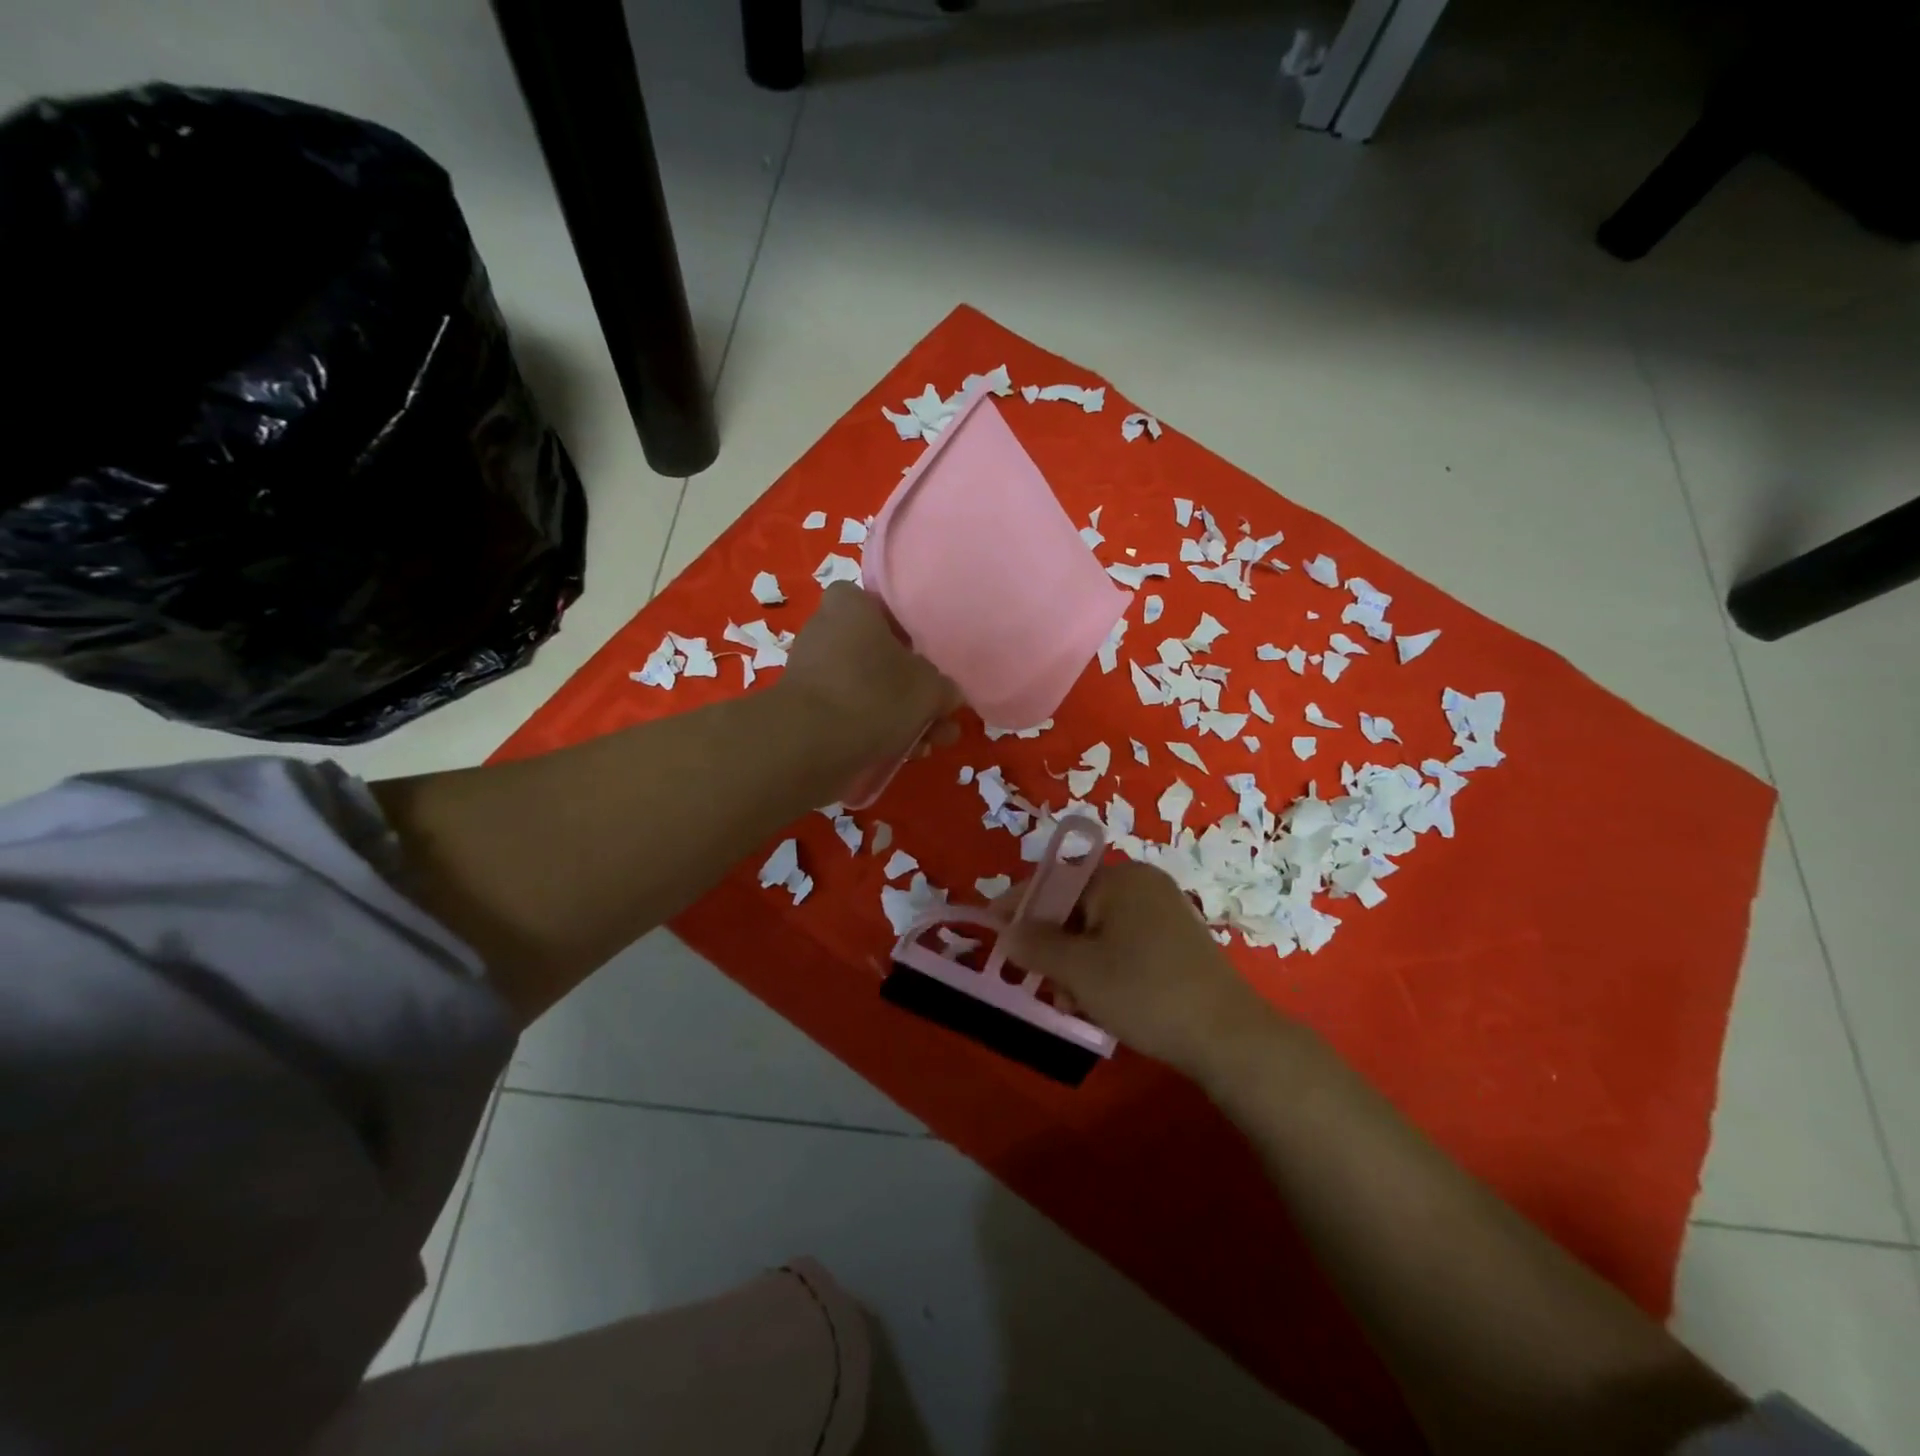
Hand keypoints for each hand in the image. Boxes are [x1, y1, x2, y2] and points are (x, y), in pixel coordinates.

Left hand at [777, 582, 961, 775]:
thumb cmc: (875, 695)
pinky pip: (852, 713)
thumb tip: (946, 696)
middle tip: (941, 717)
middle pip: (882, 657)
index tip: (931, 662)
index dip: (912, 635)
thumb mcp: (930, 688)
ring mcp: (813, 672)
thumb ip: (945, 687)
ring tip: (930, 745)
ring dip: (903, 717)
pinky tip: (905, 755)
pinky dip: (877, 730)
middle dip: (915, 692)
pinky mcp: (807, 709)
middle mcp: (826, 631)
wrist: (810, 745)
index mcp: (851, 605)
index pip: (886, 608)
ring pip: (871, 690)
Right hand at [1002, 860, 1289, 1081]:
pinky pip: (1124, 944)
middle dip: (1051, 943)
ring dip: (1075, 961)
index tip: (991, 925)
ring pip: (1099, 930)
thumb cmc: (1145, 992)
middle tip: (1035, 978)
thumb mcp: (1079, 971)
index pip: (1056, 881)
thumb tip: (1007, 931)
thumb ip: (1036, 946)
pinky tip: (1097, 1001)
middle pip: (1077, 906)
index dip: (1020, 904)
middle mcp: (1143, 885)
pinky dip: (1103, 966)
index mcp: (1120, 878)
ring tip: (1067, 1001)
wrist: (1229, 1037)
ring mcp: (1164, 913)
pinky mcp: (1177, 943)